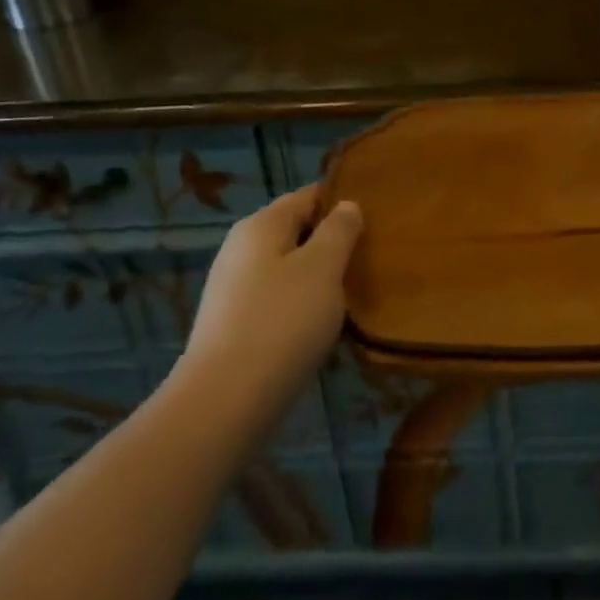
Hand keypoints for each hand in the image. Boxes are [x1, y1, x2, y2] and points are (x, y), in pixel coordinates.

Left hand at [176, 187, 363, 424]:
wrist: (223, 403)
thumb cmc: (281, 321)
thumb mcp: (323, 267)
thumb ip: (339, 230)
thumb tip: (345, 206)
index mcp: (261, 225)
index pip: (308, 196)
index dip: (341, 201)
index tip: (375, 218)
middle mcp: (241, 249)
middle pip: (296, 232)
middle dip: (331, 242)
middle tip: (370, 258)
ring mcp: (233, 289)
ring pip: (287, 269)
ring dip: (318, 278)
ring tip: (353, 294)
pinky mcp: (232, 327)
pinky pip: (276, 302)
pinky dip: (300, 307)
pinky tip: (321, 328)